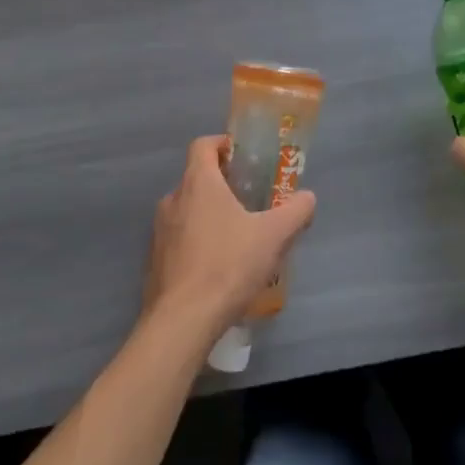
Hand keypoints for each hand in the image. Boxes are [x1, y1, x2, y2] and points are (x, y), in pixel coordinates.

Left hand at [142, 135, 316, 347]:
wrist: (183, 321)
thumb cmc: (228, 265)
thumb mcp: (274, 236)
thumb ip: (296, 211)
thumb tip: (308, 198)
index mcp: (198, 183)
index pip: (203, 145)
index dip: (223, 144)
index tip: (244, 157)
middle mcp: (173, 200)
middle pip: (197, 178)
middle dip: (223, 184)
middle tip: (251, 200)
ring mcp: (159, 231)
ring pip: (188, 210)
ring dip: (210, 214)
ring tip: (238, 235)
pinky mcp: (155, 260)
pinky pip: (180, 239)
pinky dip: (198, 241)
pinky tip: (219, 265)